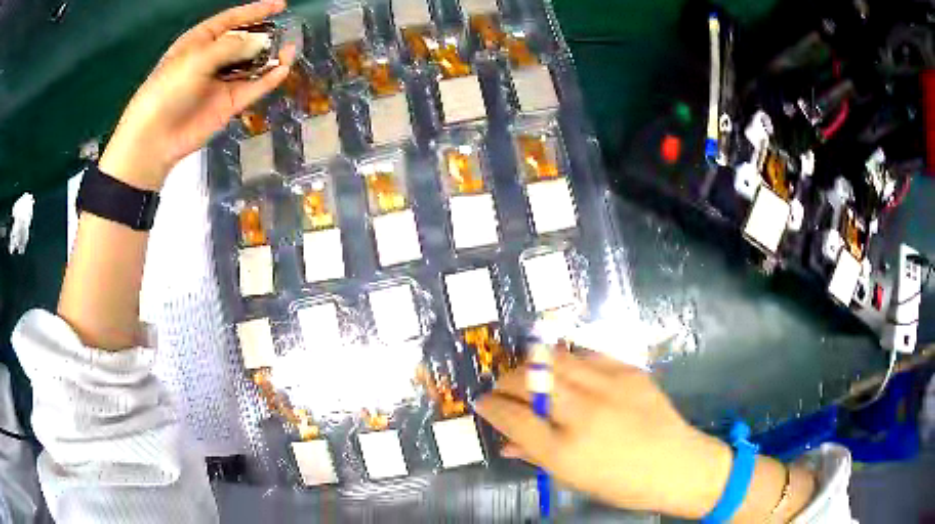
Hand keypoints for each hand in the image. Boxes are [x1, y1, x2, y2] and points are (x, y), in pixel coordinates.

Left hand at [99, 0, 295, 190]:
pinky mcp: (228, 104)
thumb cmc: (168, 91)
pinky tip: (282, 69)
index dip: (255, 11)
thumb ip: (231, 46)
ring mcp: (221, 82)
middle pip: (244, 40)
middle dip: (265, 34)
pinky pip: (253, 88)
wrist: (155, 138)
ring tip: (290, 49)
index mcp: (200, 42)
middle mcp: (212, 59)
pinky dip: (268, 79)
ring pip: (251, 64)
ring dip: (270, 57)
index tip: (281, 5)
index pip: (232, 20)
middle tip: (286, 30)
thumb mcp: (196, 59)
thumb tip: (262, 41)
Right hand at [475, 350, 732, 518]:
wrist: (677, 465)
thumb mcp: (573, 479)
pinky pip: (586, 354)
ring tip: (530, 375)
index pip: (512, 417)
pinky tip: (568, 372)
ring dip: (532, 364)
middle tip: (502, 388)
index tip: (483, 402)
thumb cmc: (622, 483)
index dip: (490, 407)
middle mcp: (582, 413)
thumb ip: (535, 455)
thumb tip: (506, 441)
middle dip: (505, 380)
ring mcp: (608, 386)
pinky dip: (568, 360)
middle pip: (528, 380)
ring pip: (554, 358)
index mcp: (564, 450)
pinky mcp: (629, 371)